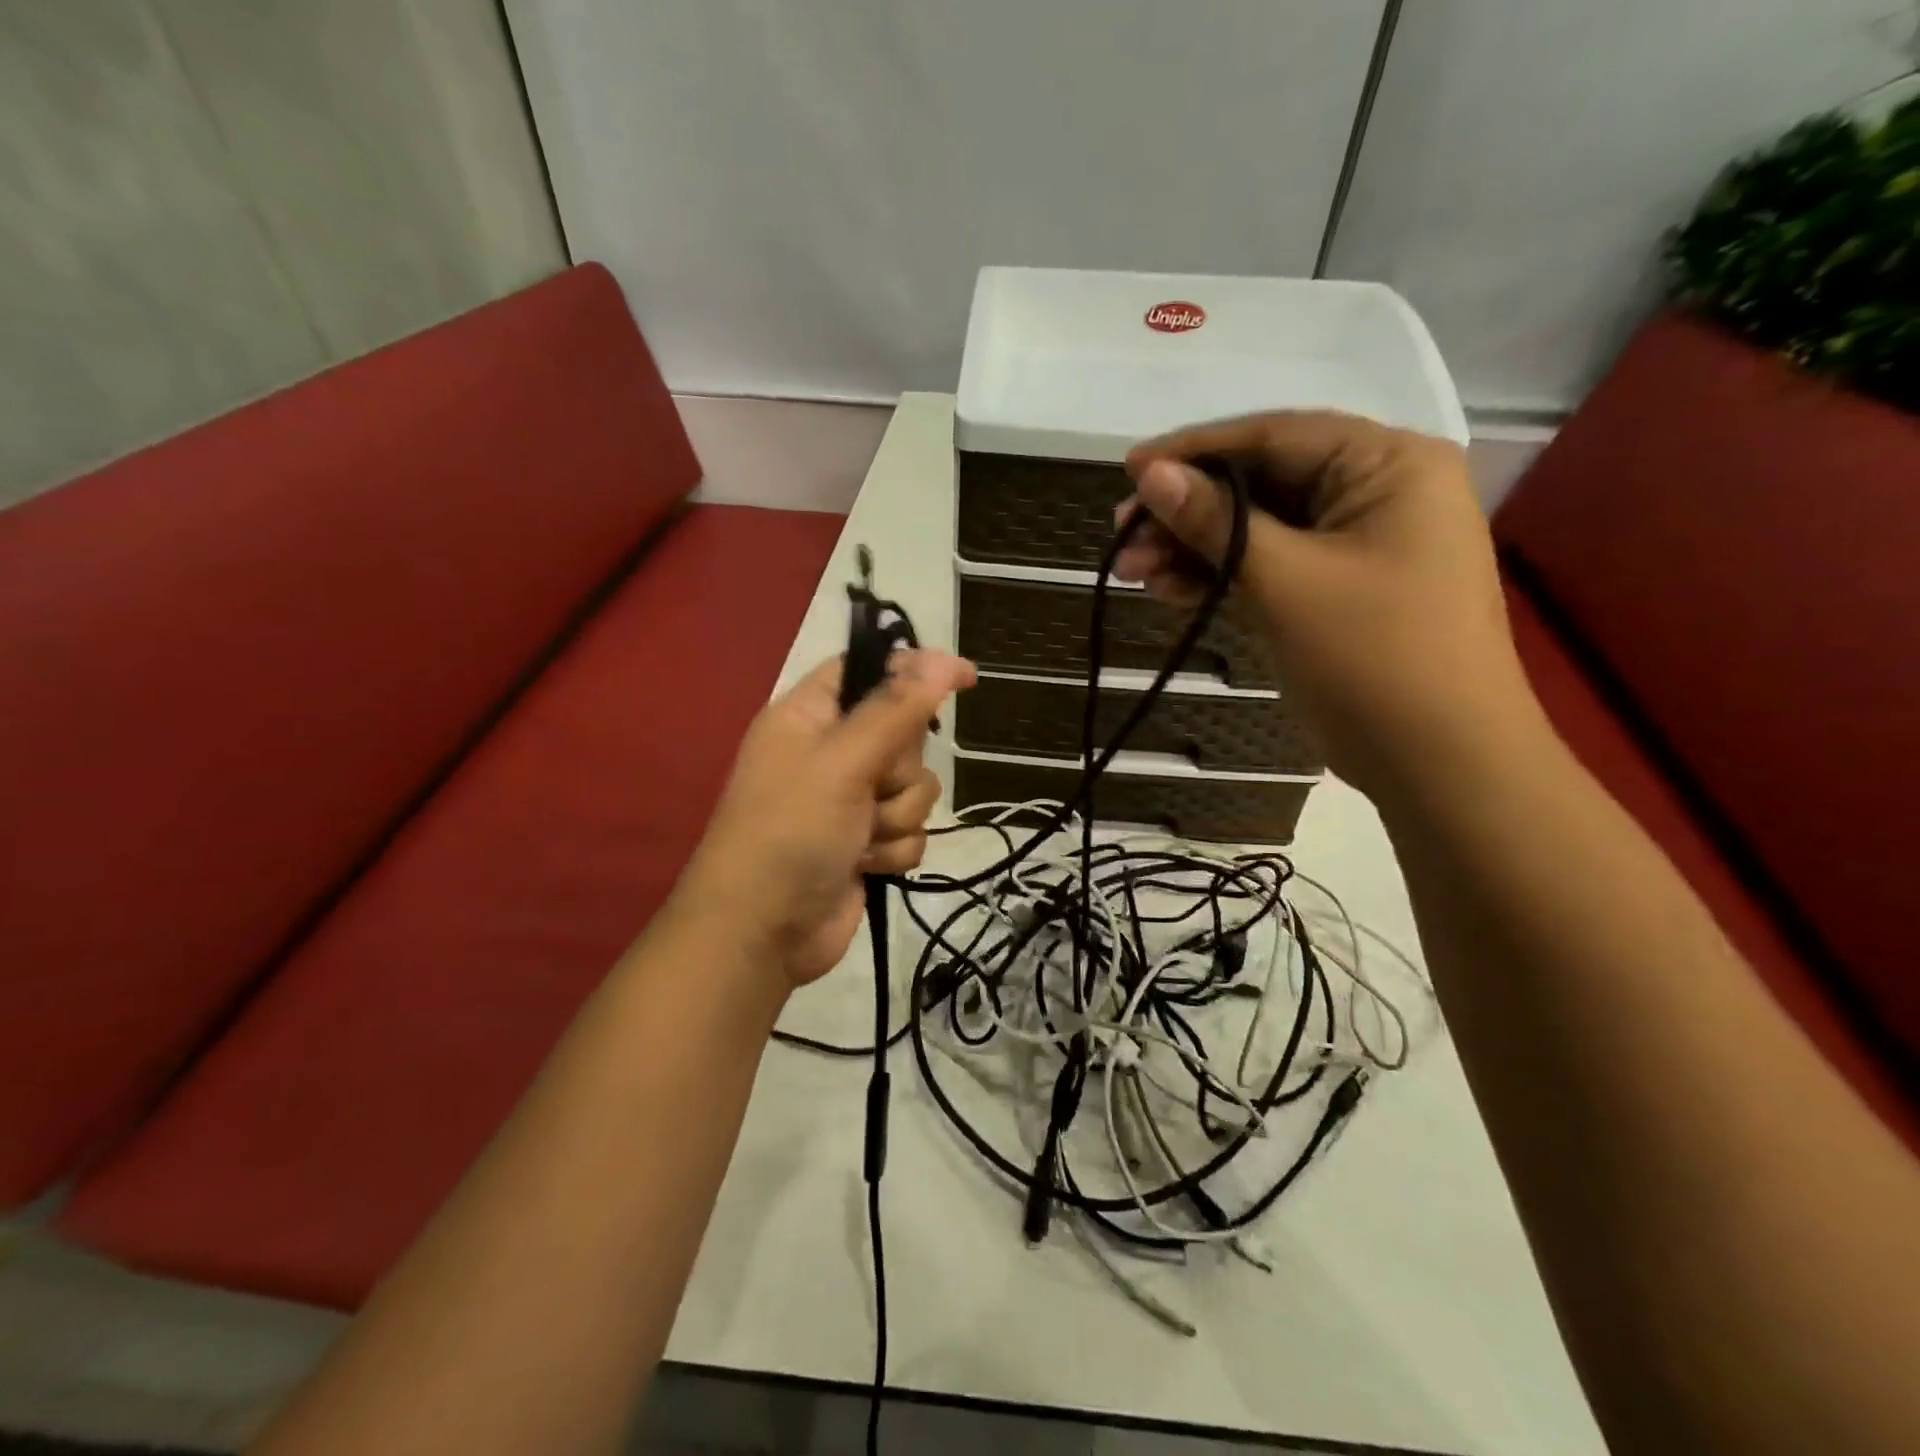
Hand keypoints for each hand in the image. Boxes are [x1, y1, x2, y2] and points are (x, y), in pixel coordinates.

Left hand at [678, 649, 976, 987]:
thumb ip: (897, 709)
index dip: (914, 668)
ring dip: (897, 815)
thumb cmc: (790, 831)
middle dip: (899, 768)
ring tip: (861, 837)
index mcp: (810, 716)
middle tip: (872, 785)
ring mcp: (851, 800)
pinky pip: (911, 829)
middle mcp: (832, 751)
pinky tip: (866, 865)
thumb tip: (944, 660)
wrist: (762, 933)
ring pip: (916, 786)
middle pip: (904, 733)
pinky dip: (895, 849)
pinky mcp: (868, 842)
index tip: (963, 677)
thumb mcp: (842, 760)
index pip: (868, 669)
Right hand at [1116, 411, 1543, 796]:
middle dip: (1186, 511)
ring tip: (1132, 571)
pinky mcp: (1333, 590)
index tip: (1127, 471)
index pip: (1274, 436)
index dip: (1193, 451)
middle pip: (1260, 483)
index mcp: (1387, 464)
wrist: (1438, 762)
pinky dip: (1218, 577)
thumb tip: (1148, 474)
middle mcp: (1374, 491)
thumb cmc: (1373, 657)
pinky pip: (1266, 567)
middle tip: (1121, 535)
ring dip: (1193, 549)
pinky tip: (1167, 590)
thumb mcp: (1285, 581)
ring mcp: (1353, 545)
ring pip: (1256, 530)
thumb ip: (1214, 522)